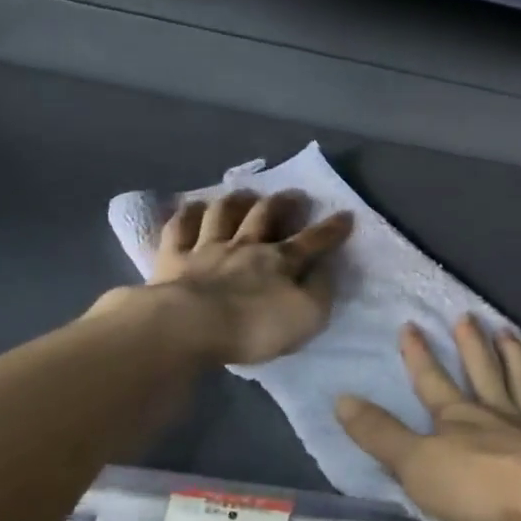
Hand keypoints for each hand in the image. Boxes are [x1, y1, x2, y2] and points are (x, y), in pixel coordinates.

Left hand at [140, 189, 353, 364]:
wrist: (190, 327)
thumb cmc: (254, 328)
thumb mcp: (306, 317)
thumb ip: (319, 291)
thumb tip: (325, 268)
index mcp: (281, 262)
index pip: (313, 241)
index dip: (331, 229)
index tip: (346, 215)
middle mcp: (246, 246)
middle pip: (265, 215)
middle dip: (282, 202)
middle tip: (293, 194)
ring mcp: (207, 248)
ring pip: (223, 214)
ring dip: (236, 200)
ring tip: (244, 193)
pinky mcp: (174, 258)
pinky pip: (180, 228)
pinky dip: (188, 214)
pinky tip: (192, 207)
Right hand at [335, 316, 520, 520]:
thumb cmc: (478, 488)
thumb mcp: (415, 465)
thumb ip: (380, 434)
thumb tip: (340, 398)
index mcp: (457, 418)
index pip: (431, 381)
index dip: (418, 355)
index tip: (410, 325)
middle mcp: (496, 412)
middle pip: (480, 371)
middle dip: (470, 344)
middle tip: (467, 316)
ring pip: (520, 379)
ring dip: (512, 354)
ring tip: (506, 330)